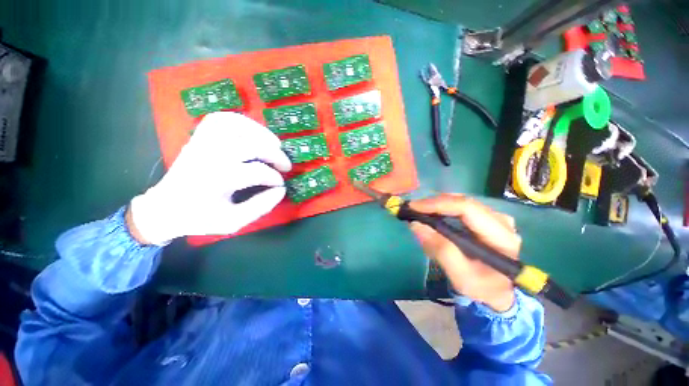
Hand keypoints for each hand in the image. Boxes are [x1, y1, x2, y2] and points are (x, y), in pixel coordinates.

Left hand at [129, 112, 291, 244]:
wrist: (164, 208)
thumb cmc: (200, 217)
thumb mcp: (233, 221)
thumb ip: (260, 207)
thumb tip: (281, 190)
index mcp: (216, 180)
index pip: (256, 172)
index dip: (275, 178)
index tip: (281, 185)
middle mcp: (209, 157)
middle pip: (251, 145)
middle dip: (276, 155)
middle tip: (286, 166)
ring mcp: (202, 143)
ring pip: (237, 126)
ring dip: (262, 133)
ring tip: (276, 145)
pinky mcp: (199, 138)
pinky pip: (221, 119)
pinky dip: (242, 121)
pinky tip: (254, 133)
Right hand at [409, 194, 520, 311]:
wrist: (497, 289)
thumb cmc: (482, 286)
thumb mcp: (461, 277)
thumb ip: (441, 251)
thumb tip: (416, 225)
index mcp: (501, 236)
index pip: (467, 208)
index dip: (438, 204)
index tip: (414, 207)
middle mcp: (500, 220)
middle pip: (462, 201)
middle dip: (434, 203)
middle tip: (412, 209)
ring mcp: (493, 217)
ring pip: (459, 201)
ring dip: (436, 205)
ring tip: (419, 212)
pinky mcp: (484, 217)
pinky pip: (459, 206)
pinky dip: (442, 208)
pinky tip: (431, 215)